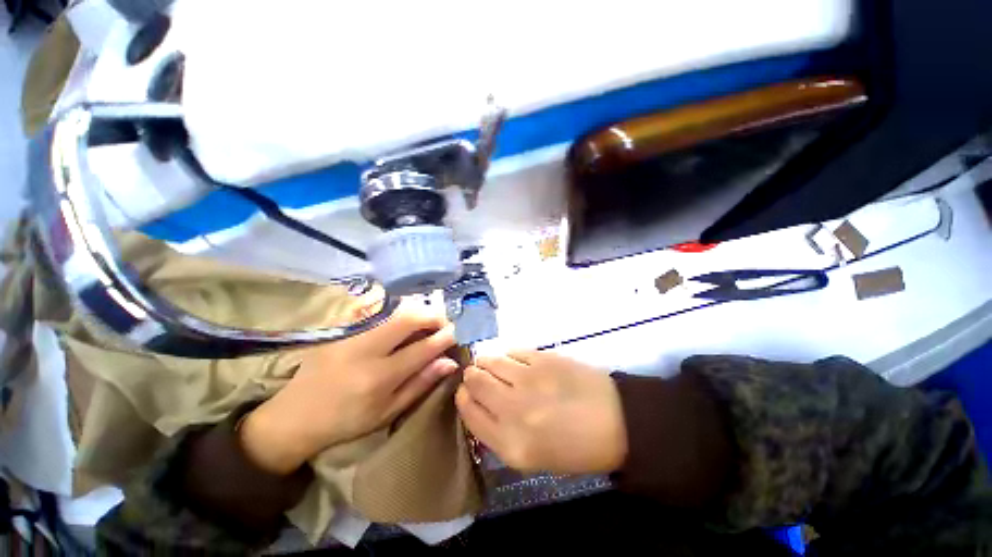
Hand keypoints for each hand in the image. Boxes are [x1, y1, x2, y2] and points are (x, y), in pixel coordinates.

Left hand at [240, 302, 457, 473]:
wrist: (295, 416)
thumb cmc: (346, 421)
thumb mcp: (388, 411)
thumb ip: (421, 384)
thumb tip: (449, 362)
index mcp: (379, 378)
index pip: (423, 348)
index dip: (445, 336)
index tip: (458, 332)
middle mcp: (365, 350)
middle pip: (408, 318)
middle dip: (433, 316)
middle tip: (443, 323)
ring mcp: (350, 334)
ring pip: (393, 309)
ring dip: (417, 311)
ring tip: (426, 322)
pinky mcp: (340, 327)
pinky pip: (374, 307)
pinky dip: (395, 308)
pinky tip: (402, 317)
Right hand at [456, 350, 626, 473]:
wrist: (616, 421)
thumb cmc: (575, 447)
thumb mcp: (533, 457)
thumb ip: (499, 433)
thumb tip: (479, 404)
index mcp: (511, 444)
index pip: (468, 413)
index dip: (463, 398)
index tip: (466, 392)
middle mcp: (514, 410)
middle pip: (475, 381)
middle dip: (472, 376)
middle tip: (479, 374)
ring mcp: (529, 379)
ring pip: (490, 360)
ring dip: (486, 361)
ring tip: (494, 365)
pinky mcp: (543, 358)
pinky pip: (512, 351)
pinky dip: (508, 355)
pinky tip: (516, 361)